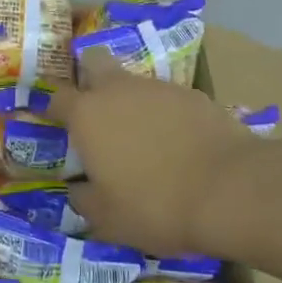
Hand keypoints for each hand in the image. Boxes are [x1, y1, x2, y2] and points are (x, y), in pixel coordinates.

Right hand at [51, 50, 277, 259]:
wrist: (229, 188)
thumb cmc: (155, 205)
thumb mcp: (108, 220)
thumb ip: (84, 200)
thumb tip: (78, 190)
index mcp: (87, 115)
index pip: (57, 97)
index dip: (52, 107)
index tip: (52, 120)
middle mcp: (118, 89)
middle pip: (95, 62)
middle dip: (90, 77)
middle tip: (95, 107)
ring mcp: (157, 87)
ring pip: (133, 81)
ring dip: (130, 100)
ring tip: (142, 135)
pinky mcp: (192, 94)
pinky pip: (167, 98)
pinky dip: (165, 113)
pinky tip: (177, 141)